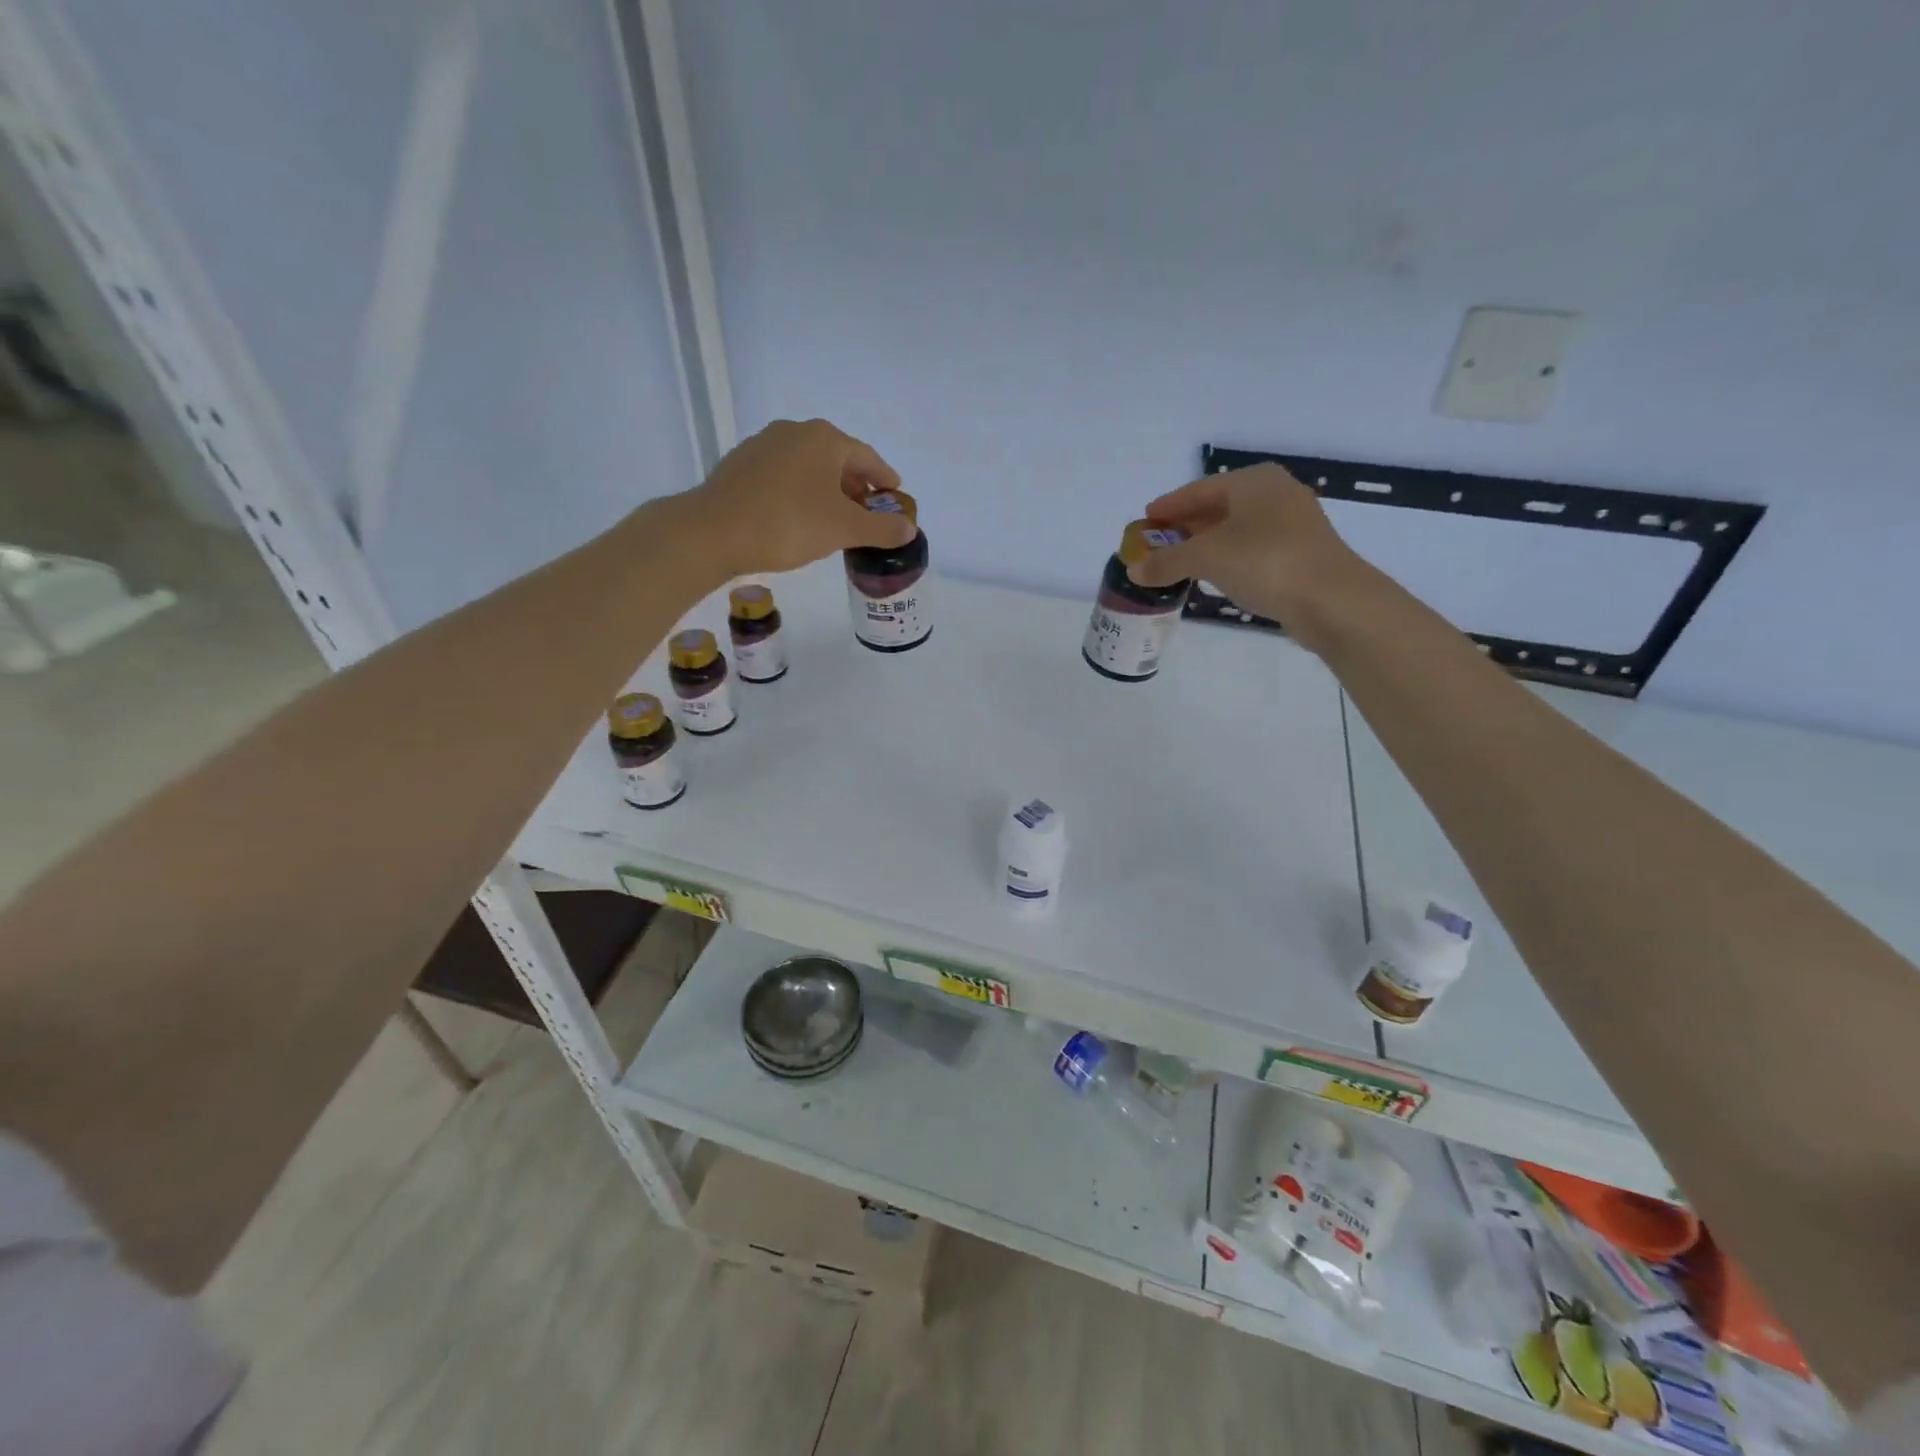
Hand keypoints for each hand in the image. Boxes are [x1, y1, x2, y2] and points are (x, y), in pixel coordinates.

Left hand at [679, 419, 914, 577]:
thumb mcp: (844, 529)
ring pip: (809, 467)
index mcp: (824, 438)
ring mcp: (763, 445)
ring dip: (827, 490)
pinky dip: (801, 492)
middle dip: (856, 486)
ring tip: (835, 519)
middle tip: (868, 514)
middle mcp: (794, 431)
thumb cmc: (788, 524)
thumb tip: (908, 529)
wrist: (713, 532)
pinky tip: (799, 518)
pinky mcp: (740, 465)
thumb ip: (881, 528)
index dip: (885, 479)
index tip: (895, 498)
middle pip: (837, 459)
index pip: (867, 457)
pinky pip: (784, 476)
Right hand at [1126, 464, 1373, 654]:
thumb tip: (1133, 570)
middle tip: (1156, 544)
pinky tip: (1211, 575)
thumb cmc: (1265, 562)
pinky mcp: (1299, 553)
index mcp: (1253, 481)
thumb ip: (1166, 562)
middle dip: (1185, 526)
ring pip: (1235, 529)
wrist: (1331, 599)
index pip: (1198, 489)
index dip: (1169, 506)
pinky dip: (1226, 558)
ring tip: (1177, 562)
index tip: (1145, 521)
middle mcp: (1274, 493)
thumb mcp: (1206, 558)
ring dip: (1204, 545)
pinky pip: (1251, 549)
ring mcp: (1291, 524)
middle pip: (1217, 507)